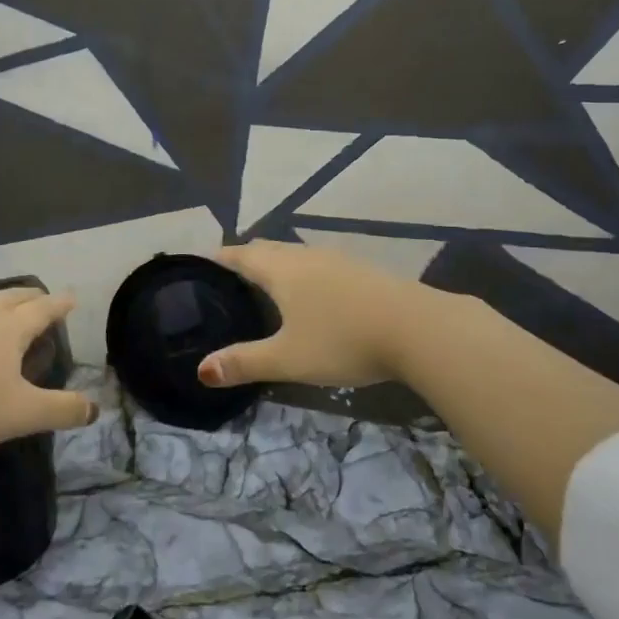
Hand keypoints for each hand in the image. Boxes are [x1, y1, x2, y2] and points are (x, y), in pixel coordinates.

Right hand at [197, 241, 431, 390]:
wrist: (418, 328)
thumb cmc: (343, 340)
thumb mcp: (288, 359)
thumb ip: (244, 363)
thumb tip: (201, 370)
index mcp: (281, 270)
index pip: (240, 254)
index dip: (219, 257)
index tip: (200, 261)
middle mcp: (306, 256)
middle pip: (268, 248)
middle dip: (246, 258)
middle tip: (227, 276)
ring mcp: (338, 260)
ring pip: (296, 254)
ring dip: (276, 264)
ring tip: (265, 284)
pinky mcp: (363, 271)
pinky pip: (320, 264)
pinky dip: (303, 273)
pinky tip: (312, 294)